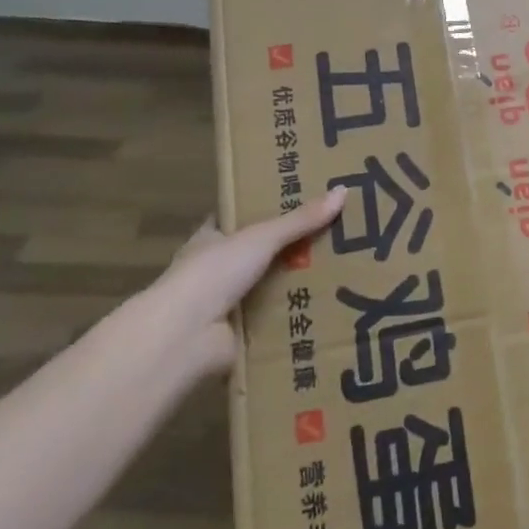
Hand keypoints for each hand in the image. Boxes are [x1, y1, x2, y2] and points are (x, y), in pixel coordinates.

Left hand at [131, 189, 347, 374]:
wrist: (185, 337)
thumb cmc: (214, 274)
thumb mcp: (262, 238)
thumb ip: (300, 219)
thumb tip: (343, 191)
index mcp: (211, 241)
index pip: (239, 220)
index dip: (266, 210)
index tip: (303, 202)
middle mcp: (215, 271)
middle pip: (260, 255)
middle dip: (293, 250)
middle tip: (337, 238)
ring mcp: (225, 305)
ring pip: (269, 288)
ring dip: (297, 286)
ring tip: (343, 273)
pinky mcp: (239, 335)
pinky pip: (274, 322)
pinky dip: (295, 318)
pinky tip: (328, 311)